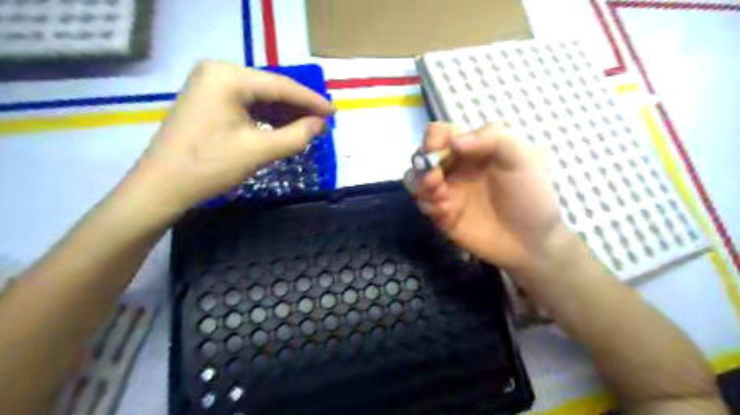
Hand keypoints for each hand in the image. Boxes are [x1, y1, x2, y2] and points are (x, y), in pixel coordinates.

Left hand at [127, 59, 332, 213]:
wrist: (162, 186)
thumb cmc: (210, 166)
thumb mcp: (259, 150)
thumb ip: (296, 135)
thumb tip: (321, 124)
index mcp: (228, 77)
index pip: (281, 86)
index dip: (311, 101)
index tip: (334, 112)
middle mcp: (218, 72)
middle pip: (270, 89)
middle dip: (298, 108)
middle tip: (323, 123)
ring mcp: (211, 86)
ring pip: (260, 98)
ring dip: (285, 114)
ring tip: (309, 128)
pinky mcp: (209, 102)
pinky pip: (247, 106)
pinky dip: (268, 119)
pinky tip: (284, 129)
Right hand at [407, 122, 564, 272]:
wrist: (530, 240)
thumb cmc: (529, 195)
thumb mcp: (520, 158)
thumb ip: (489, 138)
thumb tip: (453, 142)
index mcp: (471, 149)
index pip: (440, 133)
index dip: (433, 137)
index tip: (436, 150)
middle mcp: (454, 167)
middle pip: (421, 155)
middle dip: (423, 165)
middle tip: (436, 181)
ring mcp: (446, 191)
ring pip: (414, 178)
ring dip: (420, 184)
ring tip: (440, 198)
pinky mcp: (441, 214)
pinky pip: (422, 203)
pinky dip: (428, 205)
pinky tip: (447, 213)